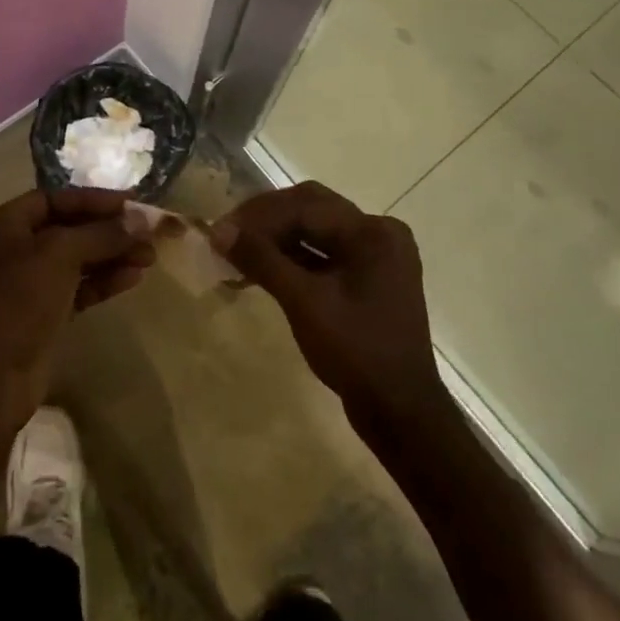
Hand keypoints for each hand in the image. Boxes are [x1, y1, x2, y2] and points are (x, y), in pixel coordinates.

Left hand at [0, 188, 153, 456]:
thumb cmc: (15, 302)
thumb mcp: (58, 256)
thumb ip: (101, 234)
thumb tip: (142, 219)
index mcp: (2, 223)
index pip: (56, 199)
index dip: (96, 200)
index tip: (134, 203)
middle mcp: (10, 247)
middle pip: (68, 229)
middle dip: (109, 230)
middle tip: (150, 233)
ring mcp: (24, 284)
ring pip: (75, 260)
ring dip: (111, 256)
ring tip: (151, 256)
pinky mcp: (39, 315)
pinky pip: (76, 288)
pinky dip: (102, 281)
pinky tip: (133, 277)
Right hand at [213, 181, 444, 428]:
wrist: (400, 414)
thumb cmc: (356, 353)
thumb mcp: (304, 303)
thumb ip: (262, 260)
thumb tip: (219, 230)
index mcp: (371, 232)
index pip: (305, 206)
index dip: (258, 215)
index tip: (221, 229)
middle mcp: (378, 232)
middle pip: (311, 209)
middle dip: (266, 220)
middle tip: (229, 234)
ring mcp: (375, 256)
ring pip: (315, 230)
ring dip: (276, 238)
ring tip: (237, 252)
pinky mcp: (367, 278)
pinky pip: (324, 253)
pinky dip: (292, 257)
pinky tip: (261, 269)